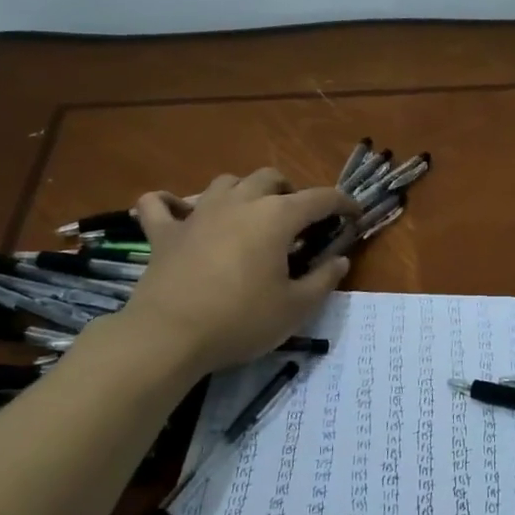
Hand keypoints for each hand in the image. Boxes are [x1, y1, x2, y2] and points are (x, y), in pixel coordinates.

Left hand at [110, 171, 357, 378]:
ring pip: (225, 182)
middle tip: (298, 219)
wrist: (169, 336)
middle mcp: (239, 203)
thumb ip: (323, 279)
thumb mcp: (296, 308)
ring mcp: (198, 214)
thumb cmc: (241, 320)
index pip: (319, 198)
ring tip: (250, 214)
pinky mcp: (164, 233)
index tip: (354, 214)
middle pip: (270, 178)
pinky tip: (177, 212)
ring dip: (243, 191)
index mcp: (276, 217)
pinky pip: (160, 204)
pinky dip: (170, 204)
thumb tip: (340, 259)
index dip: (342, 203)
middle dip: (290, 191)